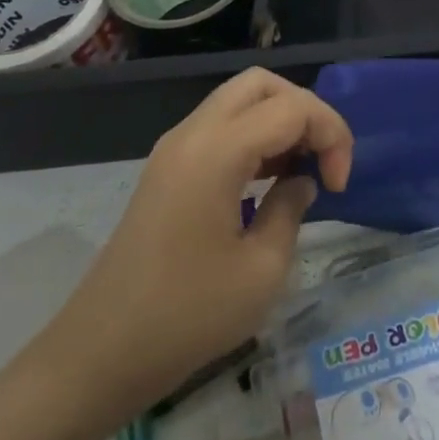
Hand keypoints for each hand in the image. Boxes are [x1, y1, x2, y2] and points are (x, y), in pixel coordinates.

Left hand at [39, 69, 352, 422]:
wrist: (99, 355)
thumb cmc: (186, 317)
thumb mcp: (261, 271)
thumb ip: (291, 209)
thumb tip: (301, 182)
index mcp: (217, 151)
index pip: (292, 107)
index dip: (331, 135)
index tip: (339, 186)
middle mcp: (193, 134)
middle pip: (262, 84)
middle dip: (305, 111)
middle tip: (323, 160)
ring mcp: (174, 149)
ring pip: (239, 101)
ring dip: (279, 122)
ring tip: (301, 170)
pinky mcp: (167, 169)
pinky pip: (220, 127)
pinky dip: (254, 137)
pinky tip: (268, 180)